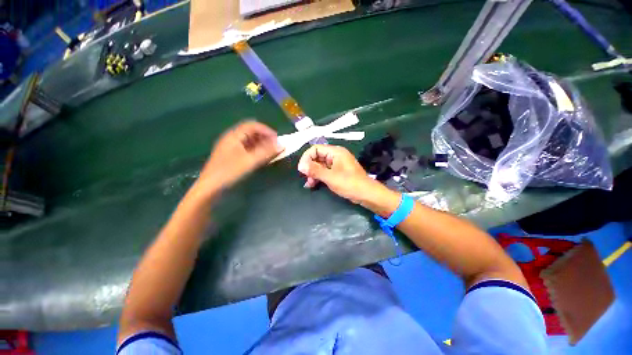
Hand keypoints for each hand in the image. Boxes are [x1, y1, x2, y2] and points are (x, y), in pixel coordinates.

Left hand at [197, 121, 282, 192]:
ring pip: (250, 141)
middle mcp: (232, 139)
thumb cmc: (229, 171)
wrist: (210, 188)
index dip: (266, 130)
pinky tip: (262, 158)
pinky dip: (256, 151)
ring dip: (262, 145)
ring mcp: (231, 148)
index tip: (278, 139)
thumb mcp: (250, 160)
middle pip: (251, 132)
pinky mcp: (232, 157)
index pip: (253, 125)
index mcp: (234, 135)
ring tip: (271, 152)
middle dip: (265, 138)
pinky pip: (247, 149)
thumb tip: (281, 144)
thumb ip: (266, 151)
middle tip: (275, 146)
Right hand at [297, 145, 376, 203]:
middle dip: (310, 167)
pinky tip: (313, 184)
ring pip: (320, 165)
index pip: (316, 149)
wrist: (366, 194)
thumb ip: (315, 170)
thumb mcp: (330, 177)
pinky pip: (325, 171)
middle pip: (317, 157)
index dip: (306, 158)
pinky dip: (319, 176)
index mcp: (335, 152)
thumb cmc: (349, 183)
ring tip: (309, 184)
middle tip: (305, 178)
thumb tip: (301, 166)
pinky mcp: (338, 172)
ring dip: (313, 173)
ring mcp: (337, 164)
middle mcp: (336, 156)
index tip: (302, 169)